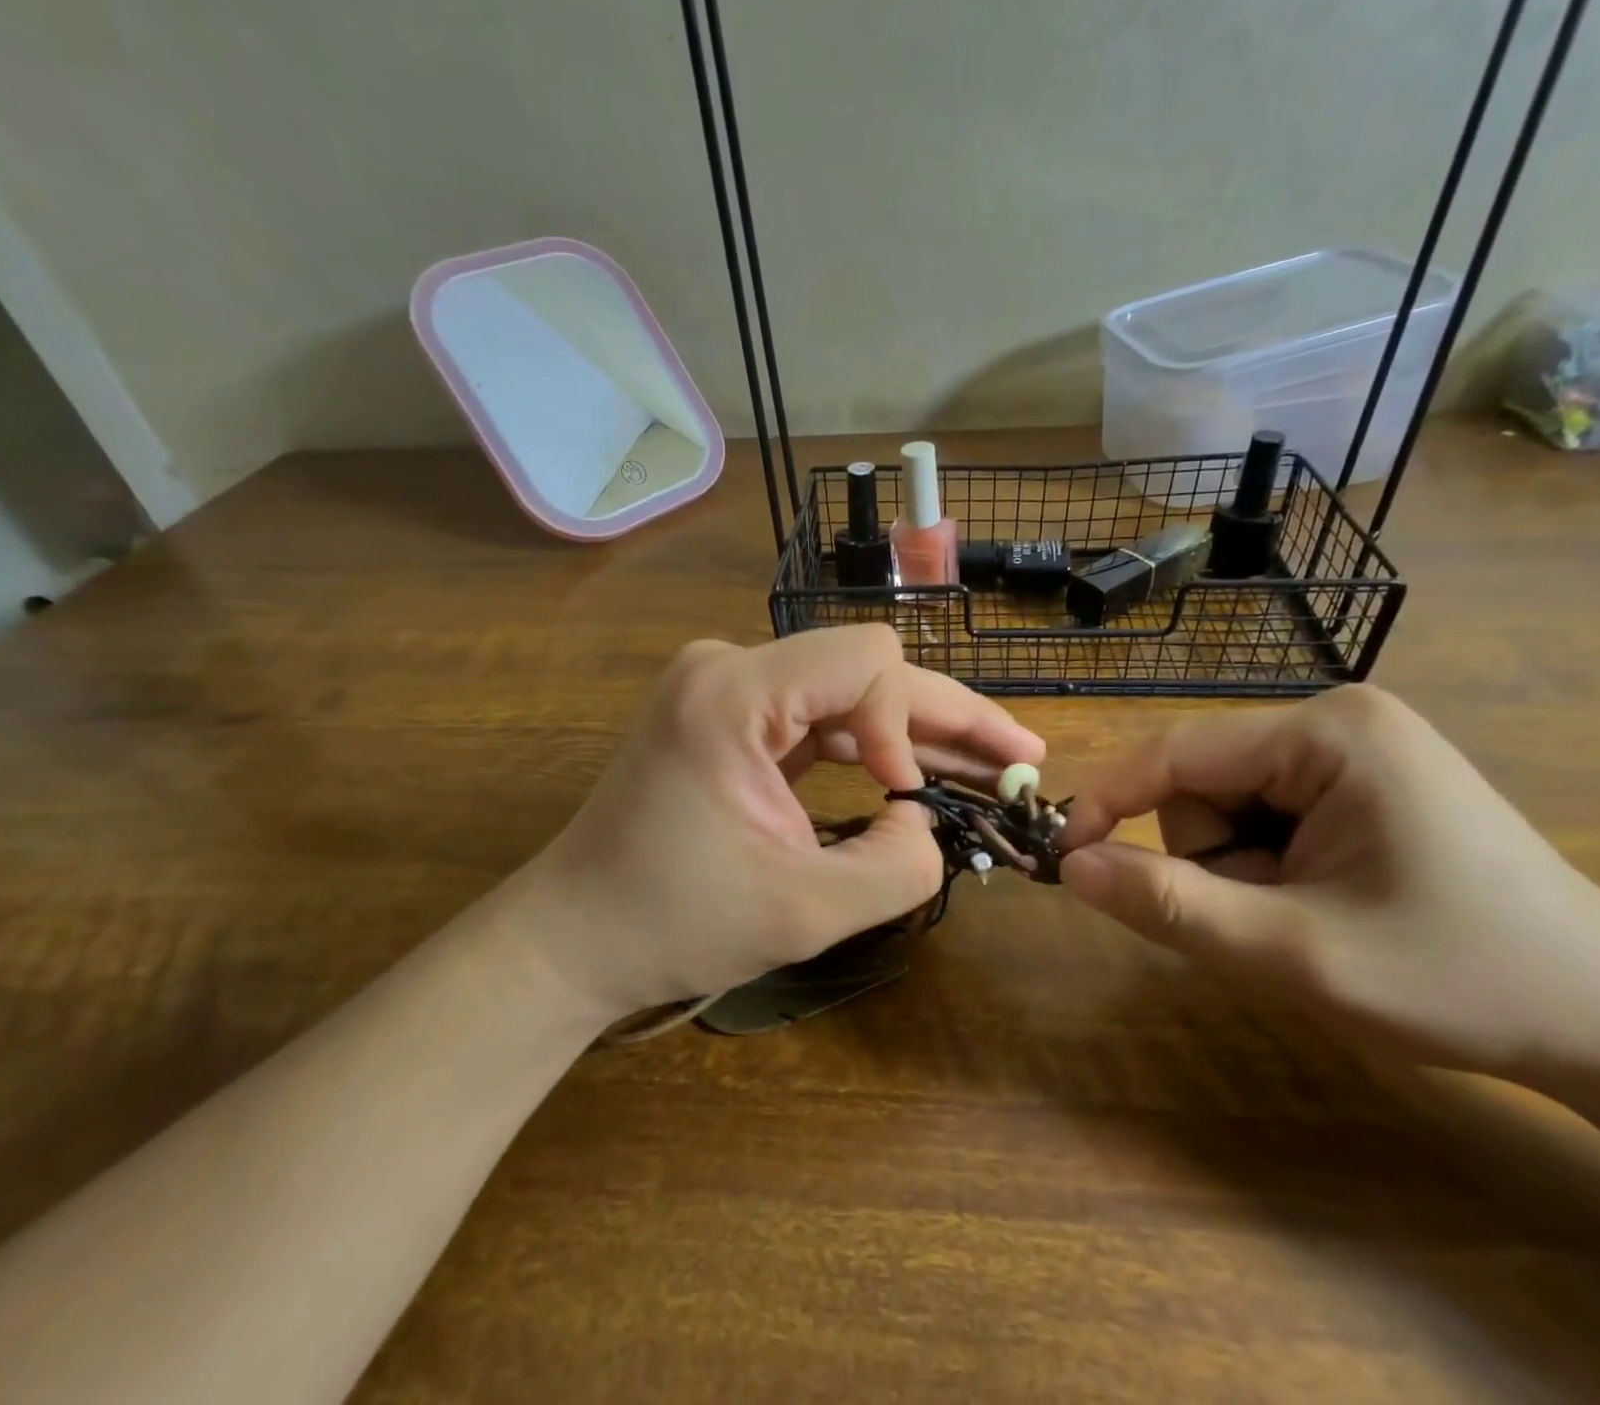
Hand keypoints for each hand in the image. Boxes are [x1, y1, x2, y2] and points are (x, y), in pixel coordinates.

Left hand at [522, 627, 1044, 1021]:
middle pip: (866, 670)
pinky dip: (874, 748)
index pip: (867, 662)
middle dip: (946, 718)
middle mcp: (729, 668)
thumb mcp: (804, 912)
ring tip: (993, 768)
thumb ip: (899, 867)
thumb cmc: (672, 926)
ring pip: (850, 694)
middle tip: (1023, 757)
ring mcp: (727, 689)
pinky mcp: (730, 717)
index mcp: (734, 693)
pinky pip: (820, 719)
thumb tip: (928, 821)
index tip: (910, 799)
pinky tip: (925, 775)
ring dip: (918, 734)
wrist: (575, 937)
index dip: (911, 724)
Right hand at [1058, 685, 1599, 1080]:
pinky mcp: (1359, 779)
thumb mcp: (1294, 951)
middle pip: (1204, 782)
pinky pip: (1266, 813)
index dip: (1107, 802)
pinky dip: (1268, 866)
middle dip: (1213, 858)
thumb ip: (1171, 904)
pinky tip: (1327, 902)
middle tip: (1272, 924)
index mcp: (1326, 733)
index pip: (1176, 752)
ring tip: (1310, 918)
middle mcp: (1334, 719)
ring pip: (1229, 803)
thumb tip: (1071, 867)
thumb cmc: (1459, 978)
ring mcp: (1351, 747)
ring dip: (1241, 868)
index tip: (1063, 856)